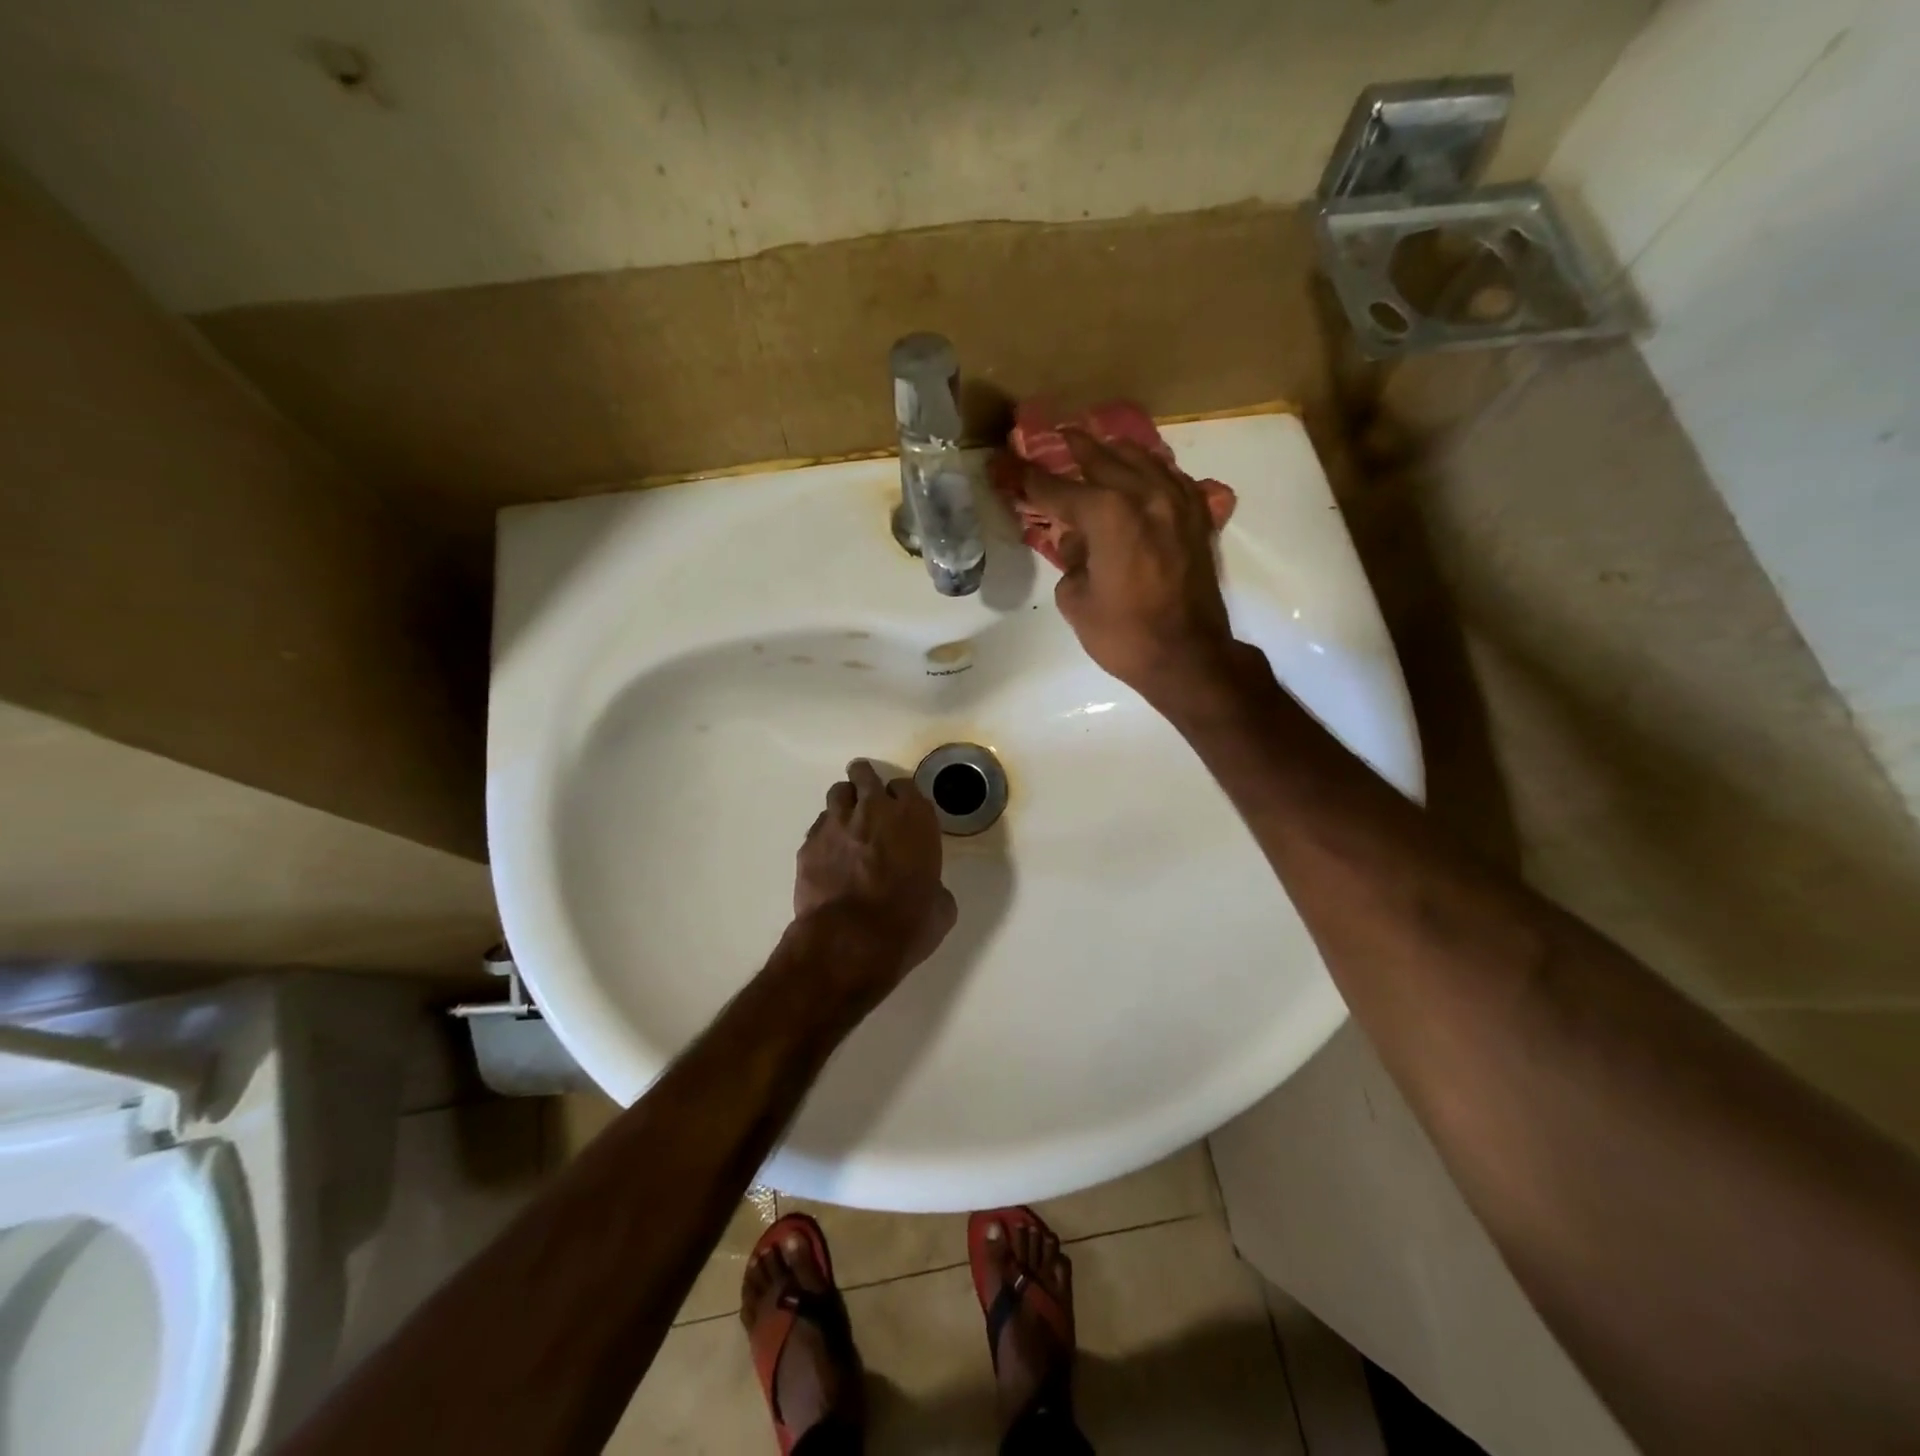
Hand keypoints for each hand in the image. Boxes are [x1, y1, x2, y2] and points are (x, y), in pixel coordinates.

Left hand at [794, 760, 957, 988]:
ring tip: (846, 821)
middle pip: (865, 775)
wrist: (851, 941)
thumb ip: (934, 885)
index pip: (906, 786)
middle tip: (867, 796)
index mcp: (914, 818)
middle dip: (866, 781)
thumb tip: (929, 890)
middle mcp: (874, 810)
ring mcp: (837, 823)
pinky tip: (829, 854)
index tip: (900, 810)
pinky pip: (818, 826)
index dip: (902, 797)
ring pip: (838, 793)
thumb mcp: (940, 907)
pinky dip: (825, 834)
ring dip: (844, 802)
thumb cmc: (907, 923)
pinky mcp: (809, 843)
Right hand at [1021, 431, 1240, 705]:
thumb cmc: (1124, 635)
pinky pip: (1171, 478)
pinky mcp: (1197, 519)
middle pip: (1102, 459)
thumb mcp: (1075, 600)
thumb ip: (1070, 559)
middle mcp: (1144, 495)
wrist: (1188, 657)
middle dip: (1074, 447)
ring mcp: (1177, 503)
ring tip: (1096, 443)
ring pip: (1142, 460)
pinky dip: (1150, 470)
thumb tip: (1078, 540)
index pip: (1056, 488)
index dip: (1026, 477)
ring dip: (1114, 450)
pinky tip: (1142, 472)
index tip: (1004, 463)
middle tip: (1055, 435)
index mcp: (1107, 514)